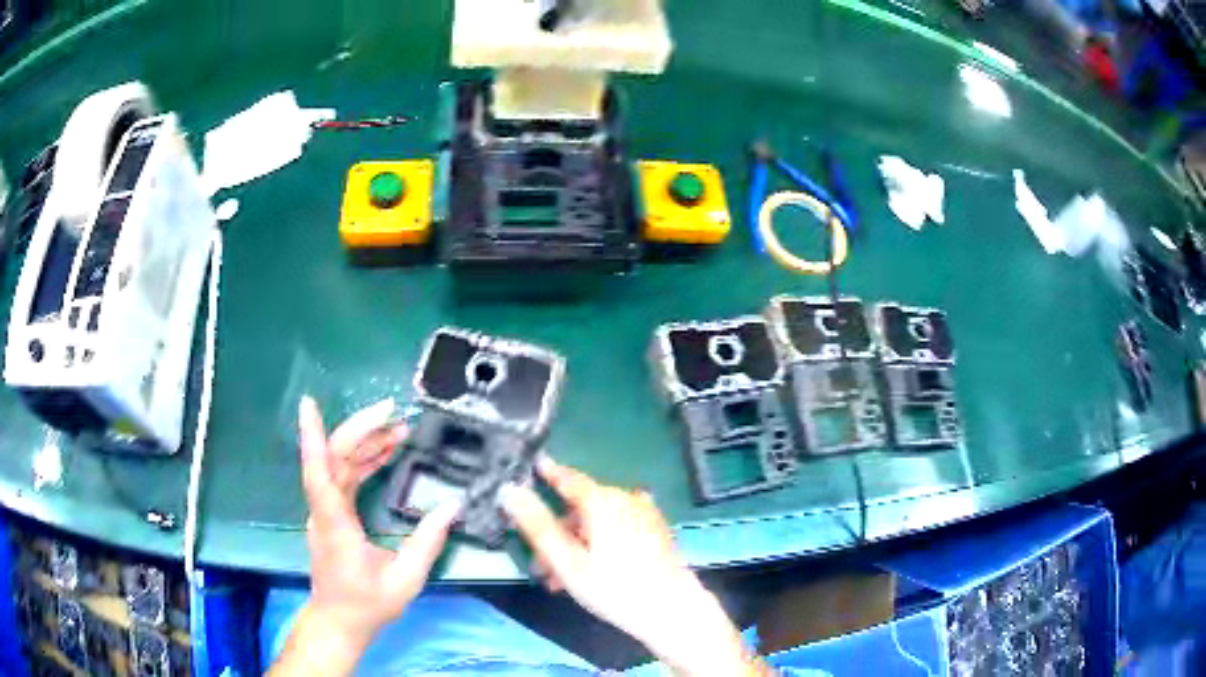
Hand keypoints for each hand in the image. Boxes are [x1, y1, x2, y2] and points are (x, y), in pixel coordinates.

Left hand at [297, 396, 458, 649]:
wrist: (339, 622)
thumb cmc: (368, 605)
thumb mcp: (405, 580)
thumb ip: (427, 542)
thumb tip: (452, 506)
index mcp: (336, 526)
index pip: (319, 475)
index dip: (313, 439)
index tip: (309, 405)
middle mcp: (325, 512)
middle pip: (333, 459)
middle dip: (361, 429)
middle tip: (395, 412)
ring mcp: (325, 512)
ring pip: (339, 464)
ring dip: (366, 442)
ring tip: (400, 428)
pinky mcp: (331, 514)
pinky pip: (344, 477)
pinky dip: (364, 460)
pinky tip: (385, 451)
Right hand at [501, 458, 765, 675]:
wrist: (671, 609)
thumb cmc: (614, 587)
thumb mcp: (567, 561)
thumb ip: (537, 525)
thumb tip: (510, 490)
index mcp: (602, 500)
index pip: (568, 478)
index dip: (547, 474)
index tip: (530, 468)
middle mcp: (625, 498)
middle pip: (580, 509)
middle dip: (557, 534)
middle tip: (541, 566)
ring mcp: (643, 514)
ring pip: (597, 523)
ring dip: (576, 545)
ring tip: (562, 581)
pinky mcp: (655, 530)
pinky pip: (617, 530)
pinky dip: (598, 544)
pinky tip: (591, 572)